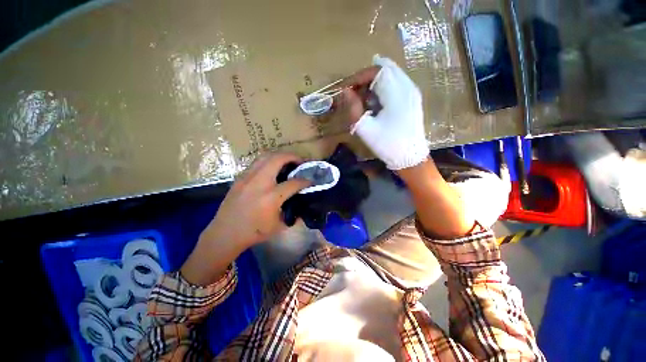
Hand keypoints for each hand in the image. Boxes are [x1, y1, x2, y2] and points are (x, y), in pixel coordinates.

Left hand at [181, 153, 310, 284]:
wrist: (225, 233)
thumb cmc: (254, 232)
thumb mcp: (279, 226)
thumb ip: (293, 214)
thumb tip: (302, 207)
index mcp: (271, 197)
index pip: (293, 183)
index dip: (305, 181)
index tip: (310, 181)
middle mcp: (260, 183)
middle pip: (278, 159)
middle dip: (292, 157)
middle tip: (300, 161)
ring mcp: (248, 178)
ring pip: (265, 156)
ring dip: (279, 155)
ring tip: (286, 161)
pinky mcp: (240, 178)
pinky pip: (256, 162)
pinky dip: (268, 161)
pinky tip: (271, 168)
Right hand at [341, 55, 428, 169]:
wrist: (410, 157)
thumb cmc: (388, 144)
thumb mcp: (366, 129)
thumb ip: (354, 108)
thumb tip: (345, 92)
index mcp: (397, 94)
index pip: (377, 71)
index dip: (359, 76)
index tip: (346, 88)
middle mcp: (408, 87)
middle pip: (386, 68)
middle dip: (366, 77)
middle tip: (353, 91)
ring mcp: (412, 92)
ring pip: (392, 74)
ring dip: (375, 81)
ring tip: (362, 95)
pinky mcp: (413, 99)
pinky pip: (397, 82)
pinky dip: (383, 86)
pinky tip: (375, 99)